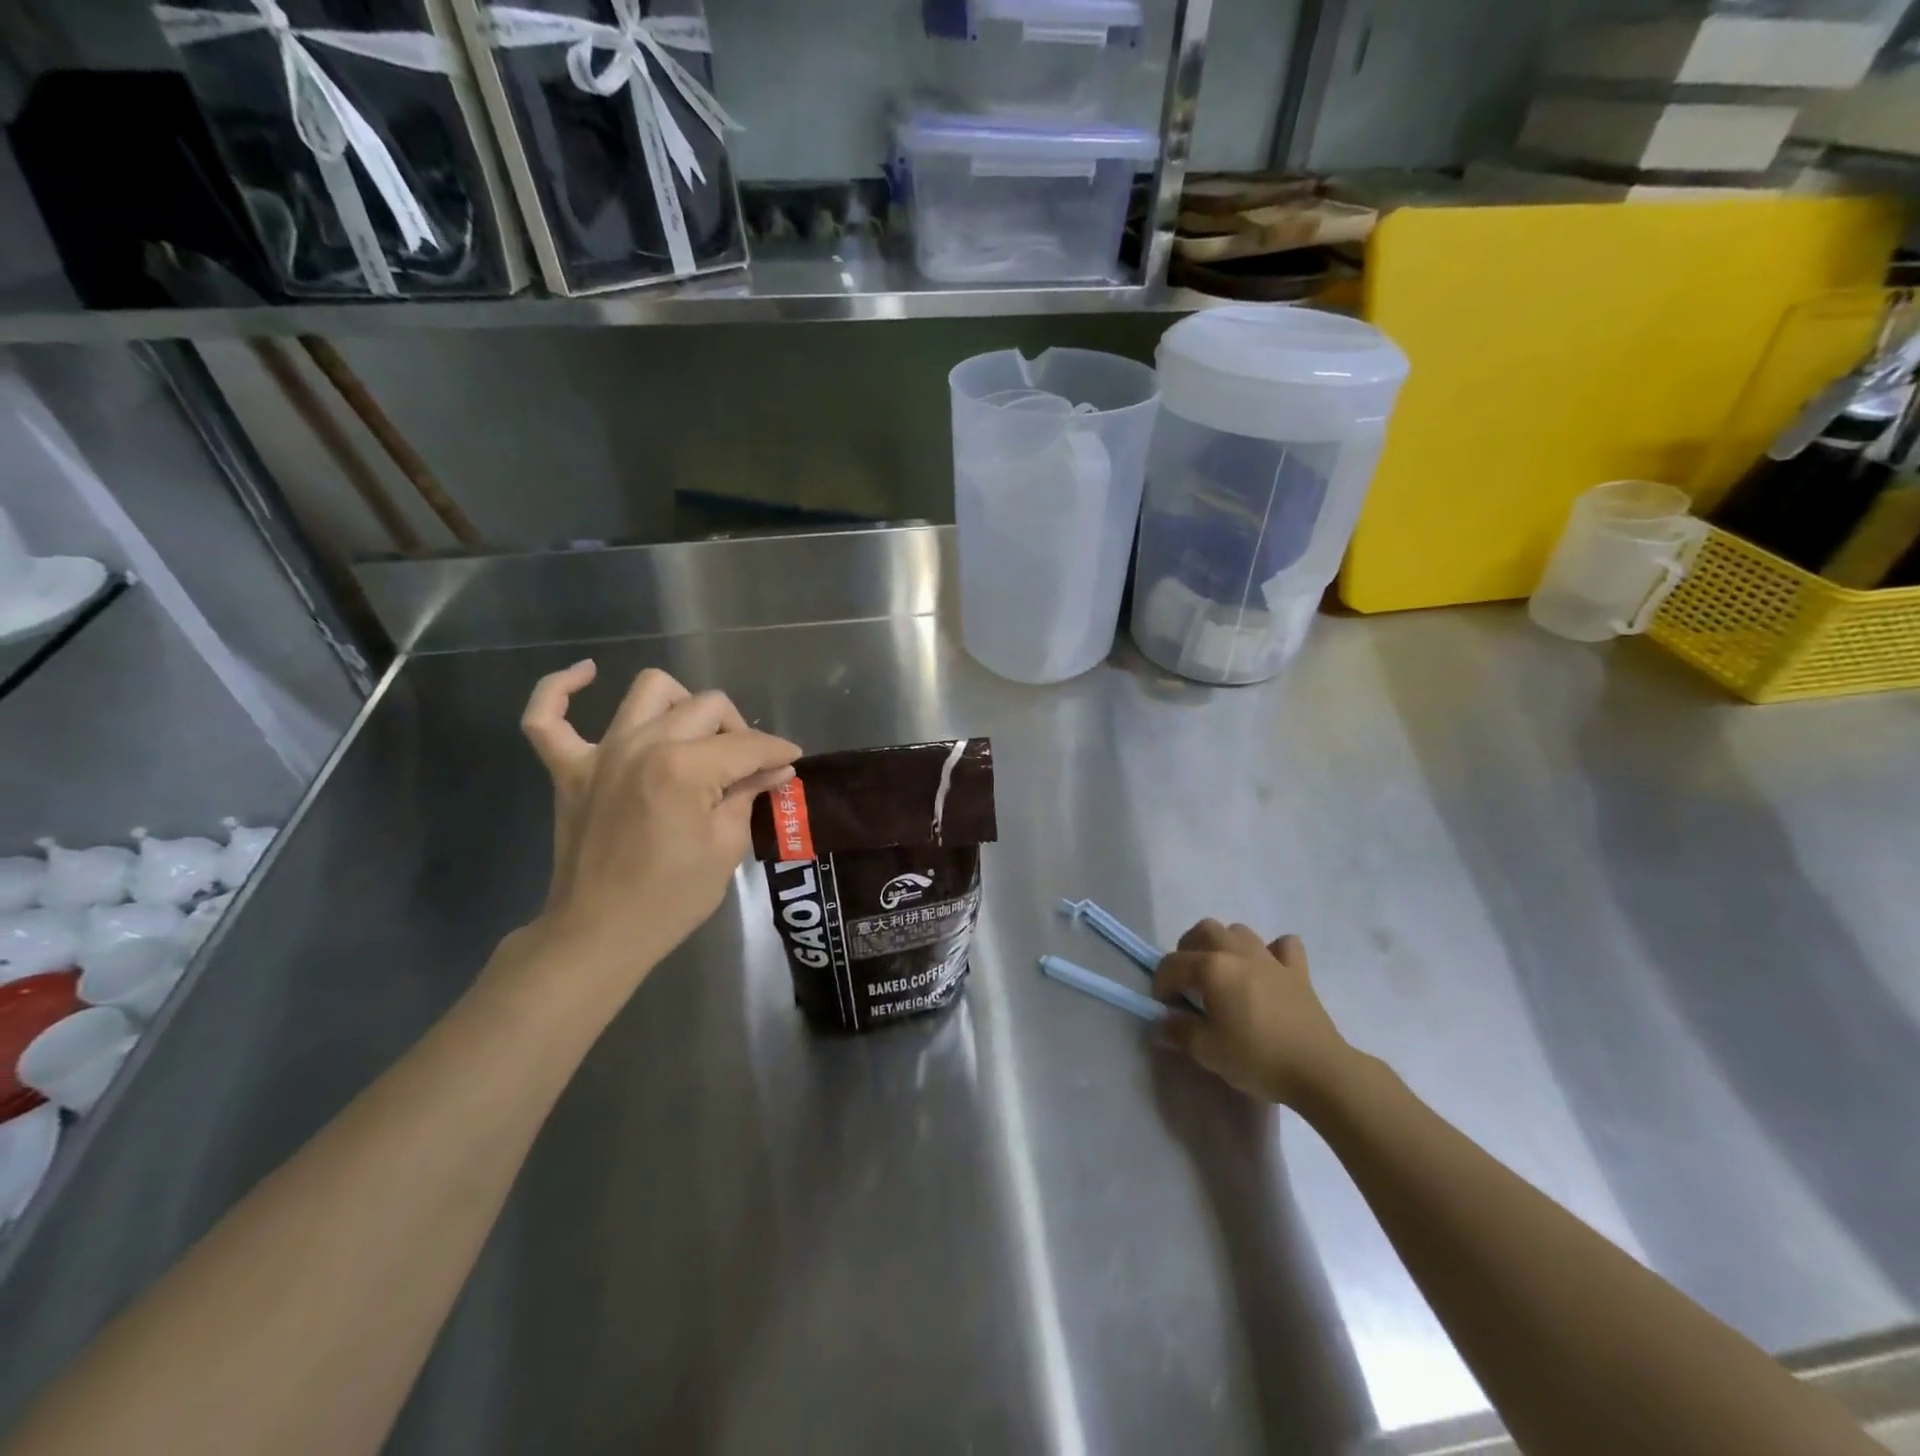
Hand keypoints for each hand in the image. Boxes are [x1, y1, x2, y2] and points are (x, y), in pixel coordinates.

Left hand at [518, 662, 799, 977]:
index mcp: (685, 768)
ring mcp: (600, 754)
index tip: (792, 760)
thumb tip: (775, 769)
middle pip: (706, 707)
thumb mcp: (726, 847)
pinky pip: (547, 716)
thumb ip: (748, 795)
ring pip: (648, 691)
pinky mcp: (568, 769)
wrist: (601, 933)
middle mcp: (643, 746)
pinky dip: (561, 689)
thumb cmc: (672, 897)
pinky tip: (586, 676)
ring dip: (681, 703)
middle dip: (739, 730)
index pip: (745, 744)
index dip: (777, 751)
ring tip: (694, 732)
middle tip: (748, 763)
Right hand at [1154, 921, 1356, 1108]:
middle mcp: (1238, 953)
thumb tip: (1163, 1022)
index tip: (1165, 1007)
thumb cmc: (1257, 1058)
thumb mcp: (1207, 1051)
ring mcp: (1271, 959)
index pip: (1172, 964)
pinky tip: (1268, 970)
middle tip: (1189, 982)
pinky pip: (1283, 946)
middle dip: (1188, 950)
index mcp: (1212, 968)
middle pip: (1204, 930)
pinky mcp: (1297, 971)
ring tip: (1224, 973)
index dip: (1161, 983)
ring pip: (1239, 931)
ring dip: (1225, 945)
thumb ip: (1179, 1031)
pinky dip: (1272, 952)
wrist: (1319, 1071)